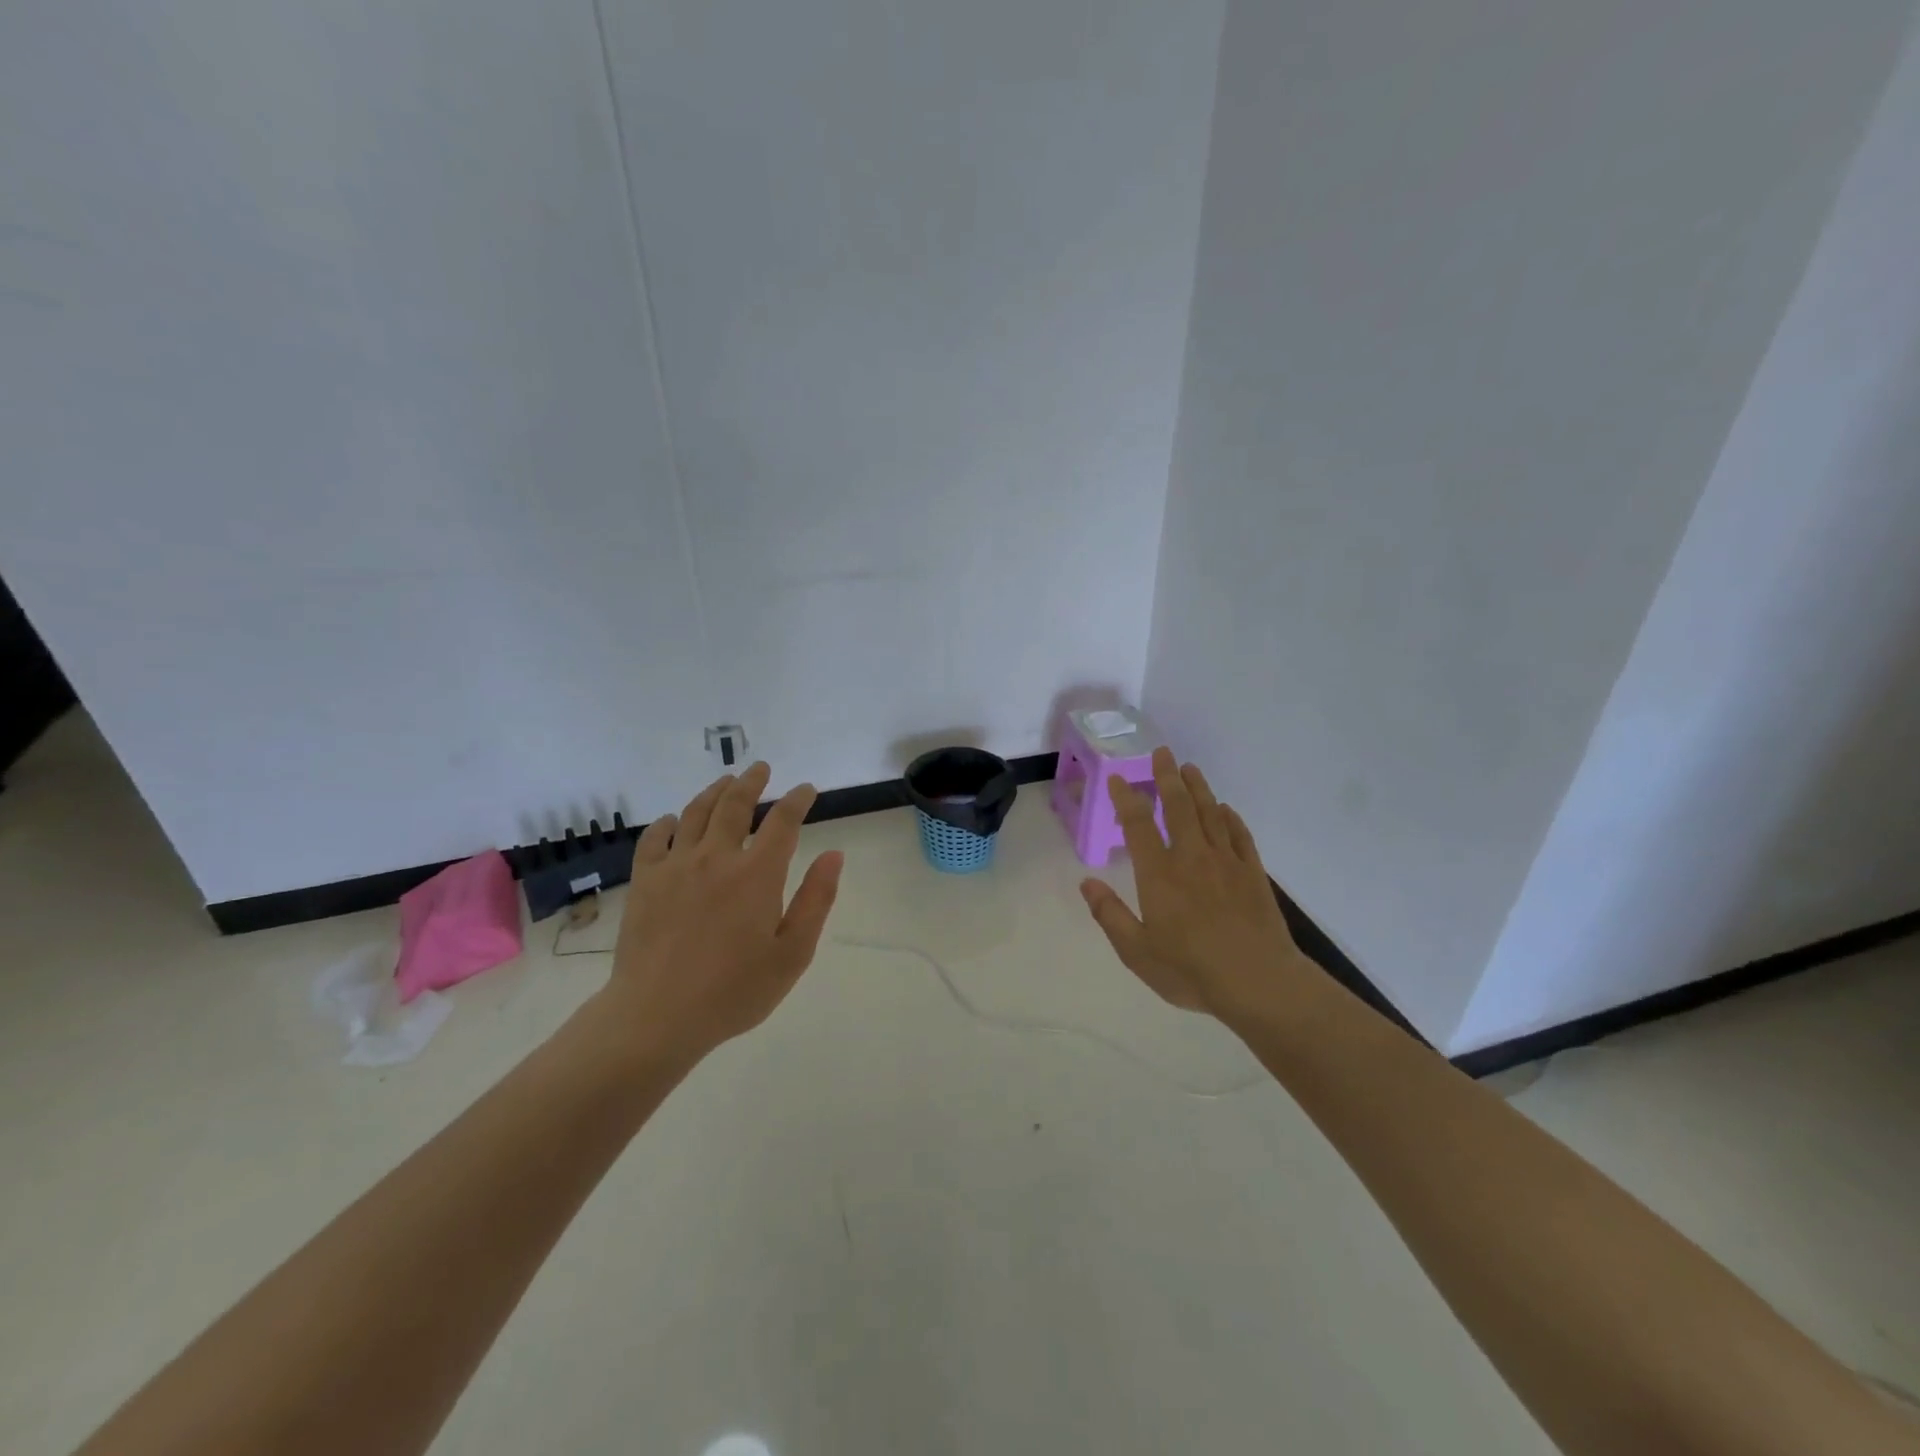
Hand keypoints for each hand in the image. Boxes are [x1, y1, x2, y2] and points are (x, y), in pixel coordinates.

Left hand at [606, 762, 843, 1062]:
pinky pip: (654, 838)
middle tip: (761, 769)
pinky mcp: (644, 881)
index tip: (806, 790)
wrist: (656, 1016)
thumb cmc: (733, 991)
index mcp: (757, 874)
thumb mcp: (792, 954)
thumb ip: (815, 900)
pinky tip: (674, 821)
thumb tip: (833, 855)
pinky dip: (667, 823)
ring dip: (714, 792)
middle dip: (752, 782)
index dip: (797, 800)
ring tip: (726, 782)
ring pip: (696, 813)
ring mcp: (675, 866)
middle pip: (735, 804)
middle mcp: (716, 858)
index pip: (783, 821)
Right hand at [1079, 748, 1307, 1024]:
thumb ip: (1110, 915)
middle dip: (1167, 777)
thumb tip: (1087, 883)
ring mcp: (1226, 862)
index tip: (1119, 778)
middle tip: (1162, 753)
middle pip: (1179, 807)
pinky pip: (1239, 835)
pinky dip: (1230, 818)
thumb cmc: (1191, 970)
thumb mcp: (1137, 952)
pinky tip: (1225, 810)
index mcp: (1159, 874)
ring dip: (1198, 788)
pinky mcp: (1253, 873)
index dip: (1127, 798)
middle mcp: (1191, 857)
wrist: (1258, 982)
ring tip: (1189, 768)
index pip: (1139, 825)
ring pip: (1210, 813)